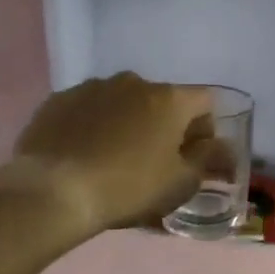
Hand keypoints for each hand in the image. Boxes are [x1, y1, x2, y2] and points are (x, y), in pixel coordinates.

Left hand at [11, 72, 219, 234]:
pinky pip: (88, 109)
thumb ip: (207, 159)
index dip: (205, 128)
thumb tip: (221, 147)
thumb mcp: (181, 183)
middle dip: (164, 125)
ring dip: (128, 122)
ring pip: (123, 102)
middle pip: (162, 100)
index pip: (205, 101)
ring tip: (113, 157)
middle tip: (154, 160)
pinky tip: (83, 154)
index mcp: (170, 99)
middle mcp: (134, 82)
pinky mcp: (58, 100)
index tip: (194, 156)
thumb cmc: (129, 187)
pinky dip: (93, 125)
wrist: (53, 191)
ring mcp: (93, 87)